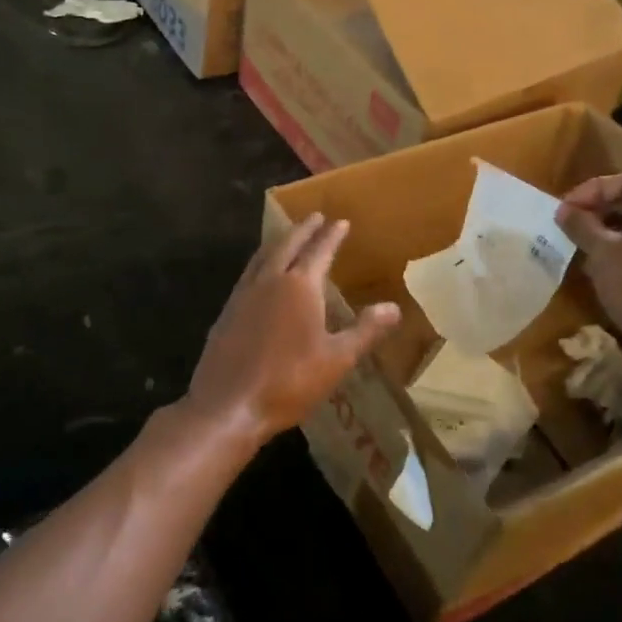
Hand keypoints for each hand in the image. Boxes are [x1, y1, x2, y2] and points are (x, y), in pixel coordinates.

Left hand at [183, 213, 400, 449]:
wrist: (228, 405)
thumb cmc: (289, 382)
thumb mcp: (337, 359)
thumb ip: (365, 330)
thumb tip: (394, 307)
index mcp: (300, 286)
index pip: (320, 250)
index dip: (332, 235)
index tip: (340, 221)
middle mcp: (270, 280)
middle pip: (288, 244)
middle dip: (303, 229)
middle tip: (315, 216)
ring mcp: (244, 294)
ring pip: (264, 256)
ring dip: (279, 241)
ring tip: (288, 236)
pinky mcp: (227, 311)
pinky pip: (248, 273)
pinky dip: (261, 262)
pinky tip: (261, 274)